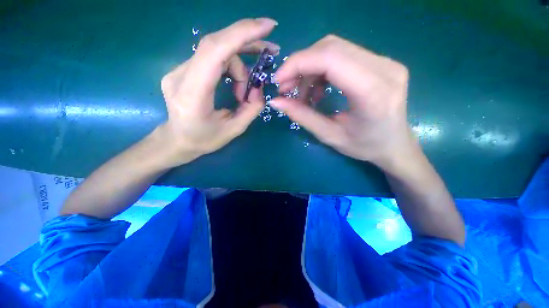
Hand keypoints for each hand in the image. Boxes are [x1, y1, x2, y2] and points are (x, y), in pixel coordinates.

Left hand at [158, 18, 278, 166]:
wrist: (177, 140)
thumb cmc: (204, 140)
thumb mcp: (234, 130)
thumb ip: (251, 109)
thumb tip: (259, 88)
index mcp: (193, 94)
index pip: (215, 51)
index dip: (241, 34)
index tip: (267, 26)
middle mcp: (180, 75)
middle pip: (216, 44)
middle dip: (246, 42)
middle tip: (269, 51)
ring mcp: (179, 69)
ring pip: (216, 51)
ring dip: (239, 65)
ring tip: (244, 91)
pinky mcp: (183, 69)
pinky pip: (212, 57)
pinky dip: (230, 65)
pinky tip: (236, 81)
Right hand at [270, 35, 414, 171]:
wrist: (394, 144)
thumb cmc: (364, 146)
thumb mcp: (329, 135)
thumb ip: (302, 116)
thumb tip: (275, 102)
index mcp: (373, 92)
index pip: (331, 59)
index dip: (298, 64)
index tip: (278, 81)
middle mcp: (384, 68)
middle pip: (331, 48)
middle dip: (301, 65)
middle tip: (286, 88)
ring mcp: (385, 61)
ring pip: (335, 49)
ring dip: (310, 68)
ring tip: (302, 93)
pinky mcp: (380, 62)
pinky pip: (343, 55)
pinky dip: (322, 70)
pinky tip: (318, 89)